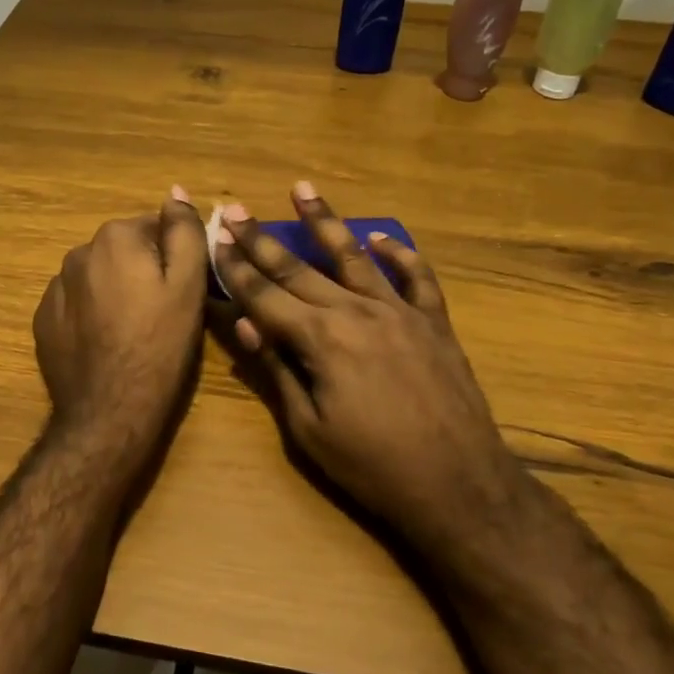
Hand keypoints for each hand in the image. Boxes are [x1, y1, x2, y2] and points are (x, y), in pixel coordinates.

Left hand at [33, 187, 208, 456]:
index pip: (155, 228)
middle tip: (163, 314)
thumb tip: (176, 192)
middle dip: (143, 271)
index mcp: (115, 238)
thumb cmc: (159, 346)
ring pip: (99, 277)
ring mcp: (55, 288)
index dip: (175, 257)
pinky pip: (77, 304)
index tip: (185, 290)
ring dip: (117, 291)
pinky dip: (92, 314)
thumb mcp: (188, 285)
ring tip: (134, 332)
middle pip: (125, 251)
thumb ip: (184, 231)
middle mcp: (78, 252)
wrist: (109, 412)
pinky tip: (106, 344)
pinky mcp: (43, 321)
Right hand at [212, 182, 519, 554]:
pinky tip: (380, 237)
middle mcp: (356, 312)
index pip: (265, 295)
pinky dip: (399, 253)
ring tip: (303, 189)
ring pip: (354, 257)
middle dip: (262, 239)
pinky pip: (416, 277)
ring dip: (325, 222)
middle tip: (236, 208)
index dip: (236, 267)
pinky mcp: (433, 322)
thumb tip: (244, 325)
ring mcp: (400, 311)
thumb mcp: (309, 430)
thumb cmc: (373, 466)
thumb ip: (277, 371)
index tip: (214, 237)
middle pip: (299, 268)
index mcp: (321, 340)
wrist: (458, 484)